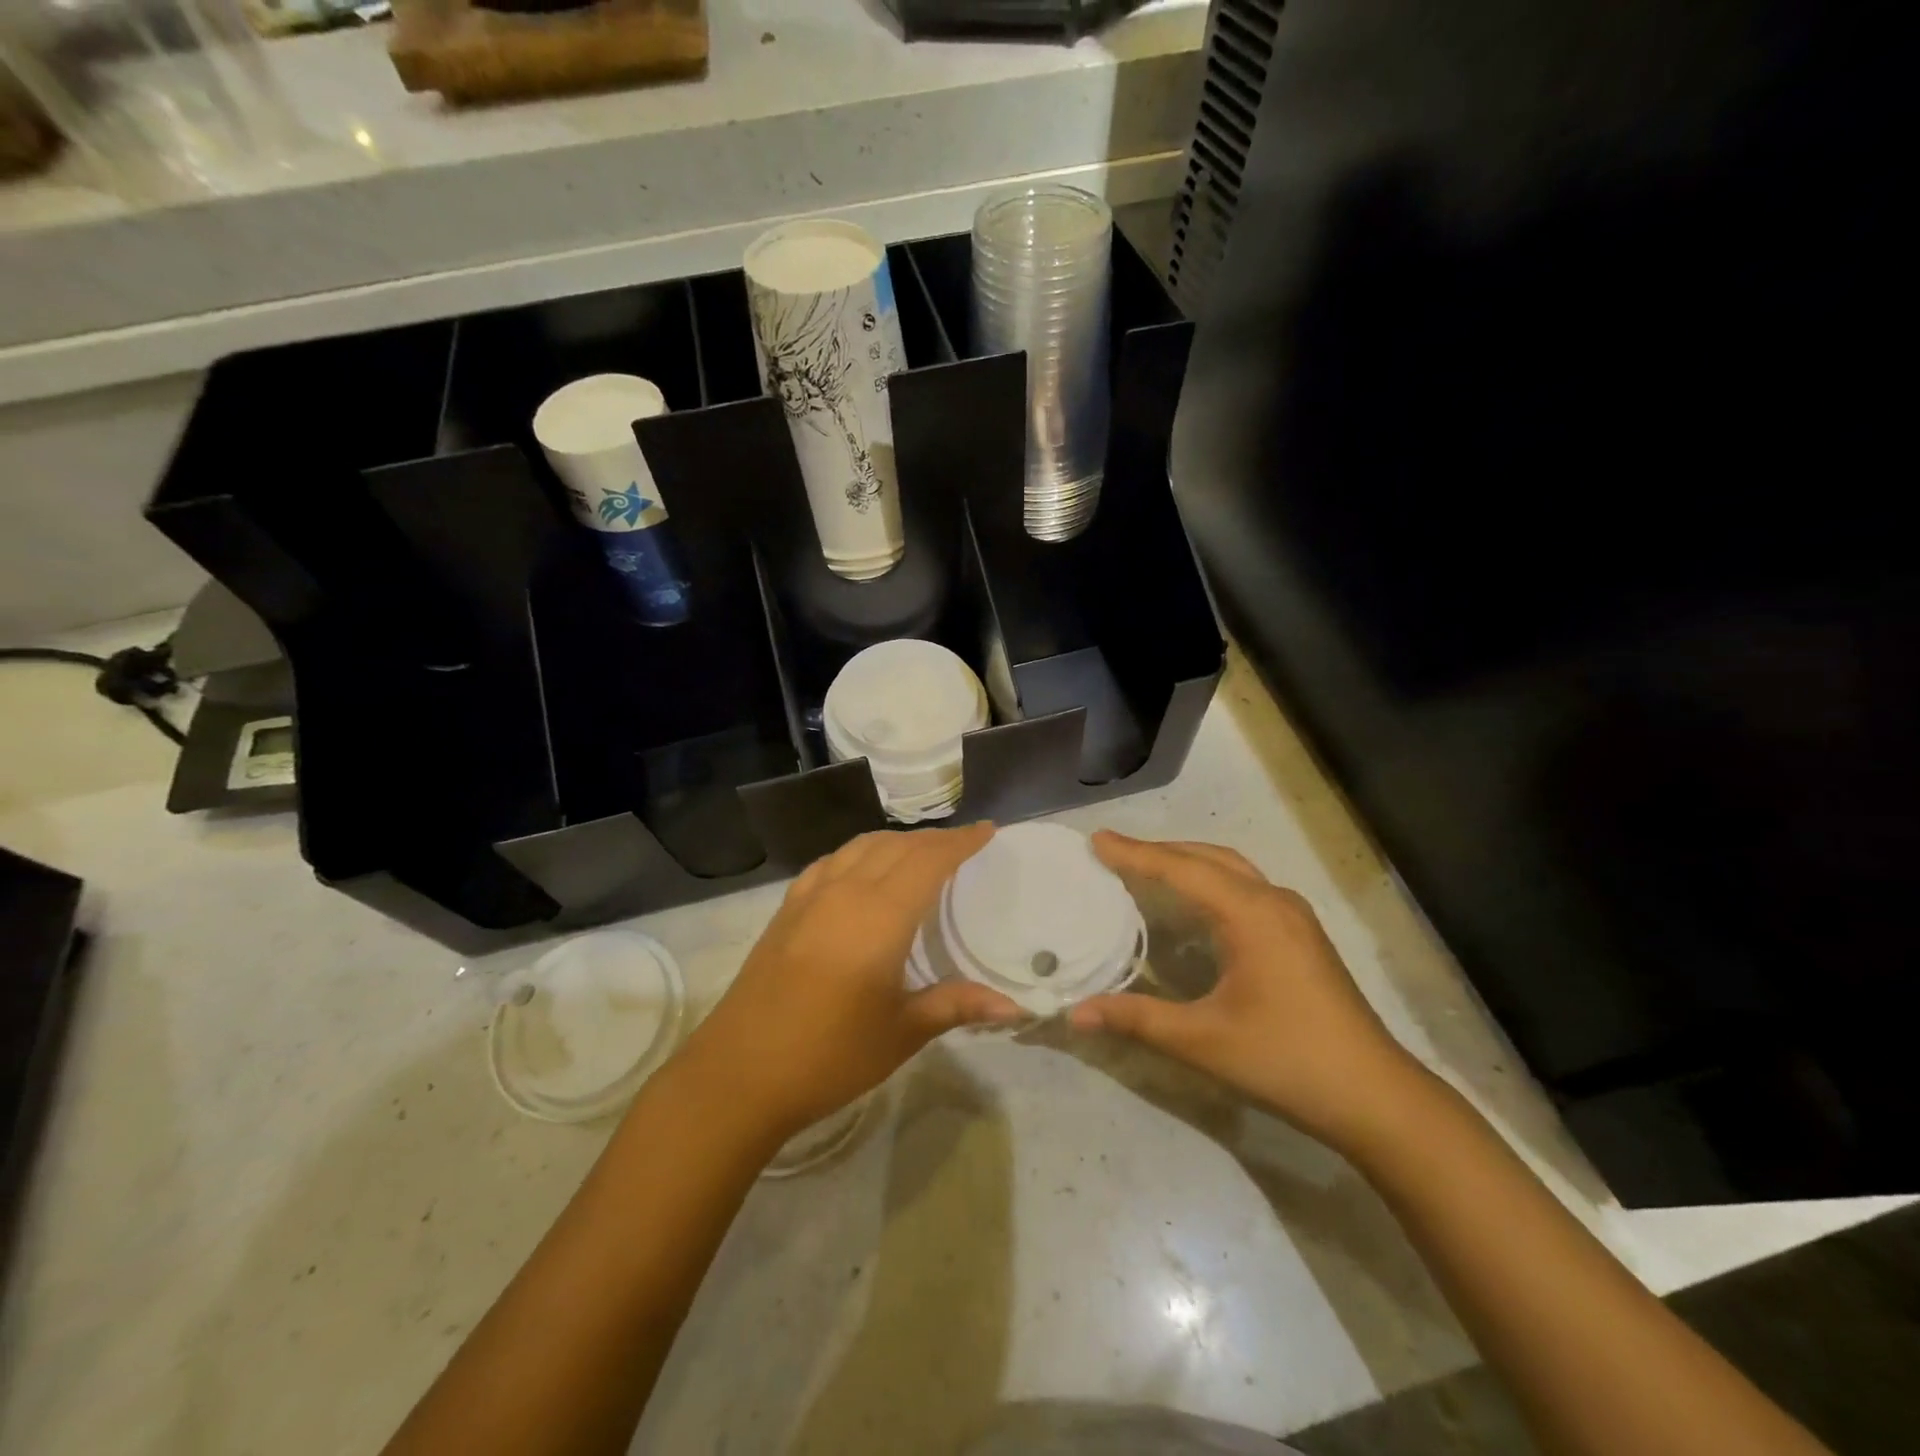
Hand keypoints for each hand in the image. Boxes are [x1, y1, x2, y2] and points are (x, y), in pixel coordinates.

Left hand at [681, 824, 1024, 1139]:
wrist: (739, 1073)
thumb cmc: (829, 1055)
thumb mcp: (901, 1032)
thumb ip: (956, 1005)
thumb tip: (1015, 1005)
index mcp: (880, 915)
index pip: (929, 860)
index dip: (960, 842)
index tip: (987, 831)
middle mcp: (845, 892)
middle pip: (896, 846)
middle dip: (933, 839)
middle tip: (961, 845)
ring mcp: (810, 897)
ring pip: (860, 847)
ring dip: (895, 842)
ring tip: (918, 853)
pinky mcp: (786, 910)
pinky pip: (830, 862)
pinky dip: (858, 853)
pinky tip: (860, 871)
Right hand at [1068, 832, 1432, 1151]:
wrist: (1376, 1097)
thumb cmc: (1286, 1061)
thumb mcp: (1203, 1041)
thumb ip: (1137, 1019)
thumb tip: (1075, 1013)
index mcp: (1251, 915)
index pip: (1181, 870)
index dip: (1136, 854)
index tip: (1097, 840)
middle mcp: (1274, 902)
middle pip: (1208, 858)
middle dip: (1159, 851)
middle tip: (1114, 852)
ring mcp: (1294, 916)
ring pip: (1231, 870)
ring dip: (1187, 862)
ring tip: (1146, 868)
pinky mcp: (1302, 935)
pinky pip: (1245, 888)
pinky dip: (1210, 881)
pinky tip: (1194, 905)